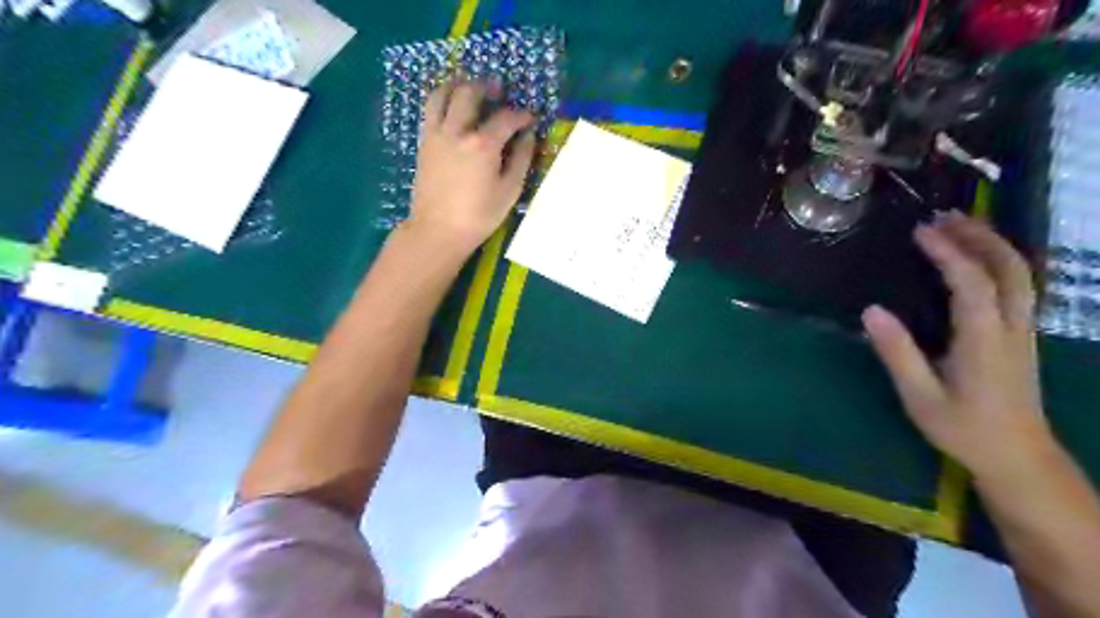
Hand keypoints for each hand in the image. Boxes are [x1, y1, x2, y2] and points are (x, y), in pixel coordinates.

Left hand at [407, 77, 538, 251]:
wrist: (438, 230)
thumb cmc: (479, 215)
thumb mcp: (509, 191)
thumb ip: (521, 159)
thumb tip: (528, 136)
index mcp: (483, 144)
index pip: (506, 118)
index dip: (521, 114)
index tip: (530, 118)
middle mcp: (458, 131)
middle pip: (470, 93)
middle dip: (486, 87)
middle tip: (498, 89)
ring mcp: (436, 135)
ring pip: (442, 94)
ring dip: (457, 84)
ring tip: (468, 86)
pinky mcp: (423, 143)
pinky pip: (430, 110)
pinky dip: (441, 100)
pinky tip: (451, 107)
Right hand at [863, 213, 1050, 478]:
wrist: (1018, 458)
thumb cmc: (963, 428)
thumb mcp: (920, 396)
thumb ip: (897, 353)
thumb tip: (871, 310)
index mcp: (984, 341)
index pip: (972, 284)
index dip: (948, 253)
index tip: (920, 231)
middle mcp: (1012, 328)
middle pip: (1010, 269)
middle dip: (979, 236)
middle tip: (944, 216)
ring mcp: (1023, 331)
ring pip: (1020, 275)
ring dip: (992, 244)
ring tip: (959, 225)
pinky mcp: (1022, 336)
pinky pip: (1018, 286)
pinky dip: (999, 261)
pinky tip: (978, 258)